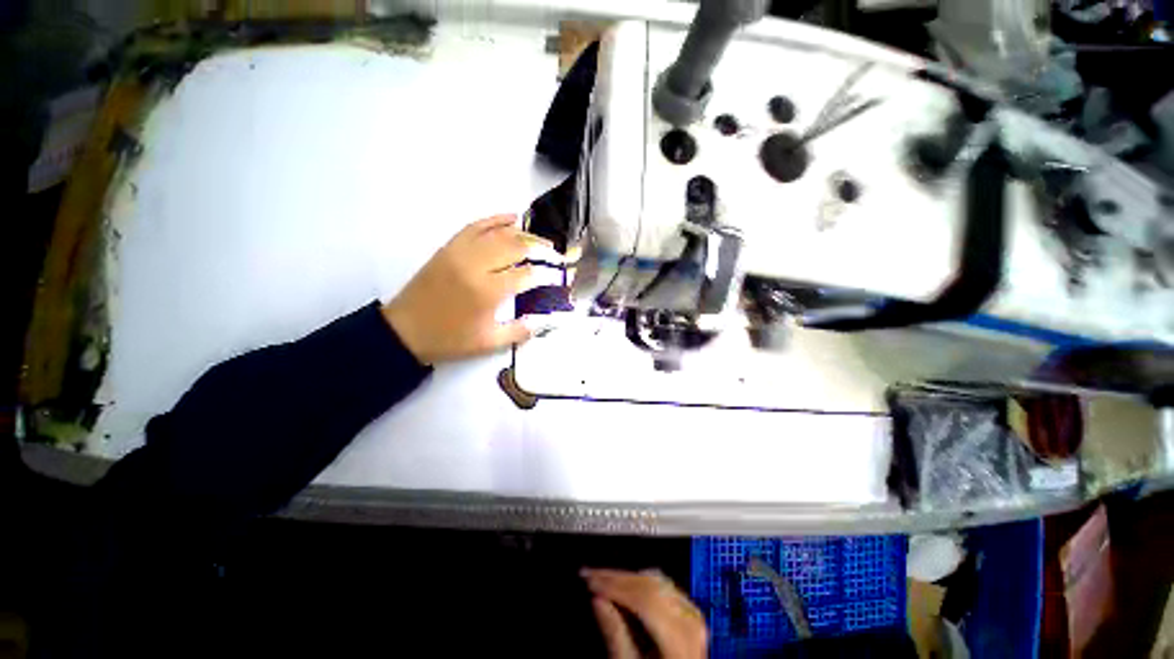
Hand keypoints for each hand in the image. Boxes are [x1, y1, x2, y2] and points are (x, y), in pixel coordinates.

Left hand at [382, 214, 553, 364]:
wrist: (405, 331)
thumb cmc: (449, 339)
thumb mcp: (489, 343)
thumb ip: (520, 332)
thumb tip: (544, 321)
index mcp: (488, 292)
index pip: (527, 275)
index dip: (546, 274)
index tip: (558, 276)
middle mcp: (476, 266)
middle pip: (516, 247)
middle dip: (540, 248)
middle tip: (555, 254)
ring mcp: (461, 252)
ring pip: (499, 233)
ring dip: (523, 233)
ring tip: (540, 239)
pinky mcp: (450, 247)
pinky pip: (475, 226)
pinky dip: (495, 219)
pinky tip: (511, 218)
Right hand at [583, 568, 707, 658]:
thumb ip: (616, 637)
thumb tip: (598, 600)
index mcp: (681, 638)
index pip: (643, 597)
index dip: (614, 585)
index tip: (590, 580)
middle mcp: (691, 621)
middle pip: (650, 586)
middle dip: (617, 578)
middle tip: (591, 575)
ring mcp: (694, 616)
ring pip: (655, 582)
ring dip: (627, 579)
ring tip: (604, 580)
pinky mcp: (690, 615)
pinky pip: (663, 587)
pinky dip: (641, 584)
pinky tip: (625, 588)